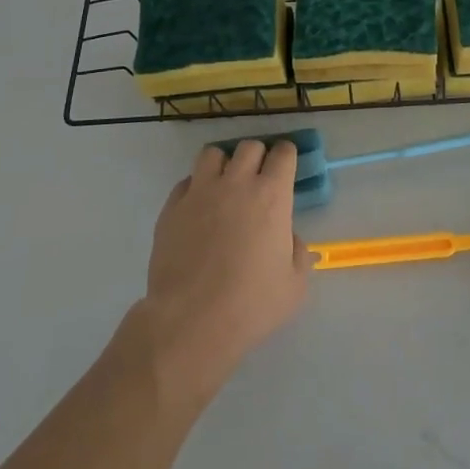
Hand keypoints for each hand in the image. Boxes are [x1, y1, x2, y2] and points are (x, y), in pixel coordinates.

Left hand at [132, 140, 311, 405]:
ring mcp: (200, 192)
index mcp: (271, 195)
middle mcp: (236, 183)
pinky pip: (186, 181)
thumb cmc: (251, 304)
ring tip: (225, 185)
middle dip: (258, 157)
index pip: (283, 153)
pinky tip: (199, 208)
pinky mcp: (172, 207)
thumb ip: (297, 252)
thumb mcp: (294, 285)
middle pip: (249, 146)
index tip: (286, 169)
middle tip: (258, 179)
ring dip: (224, 164)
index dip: (287, 157)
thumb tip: (288, 238)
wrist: (191, 321)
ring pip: (212, 154)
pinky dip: (196, 187)